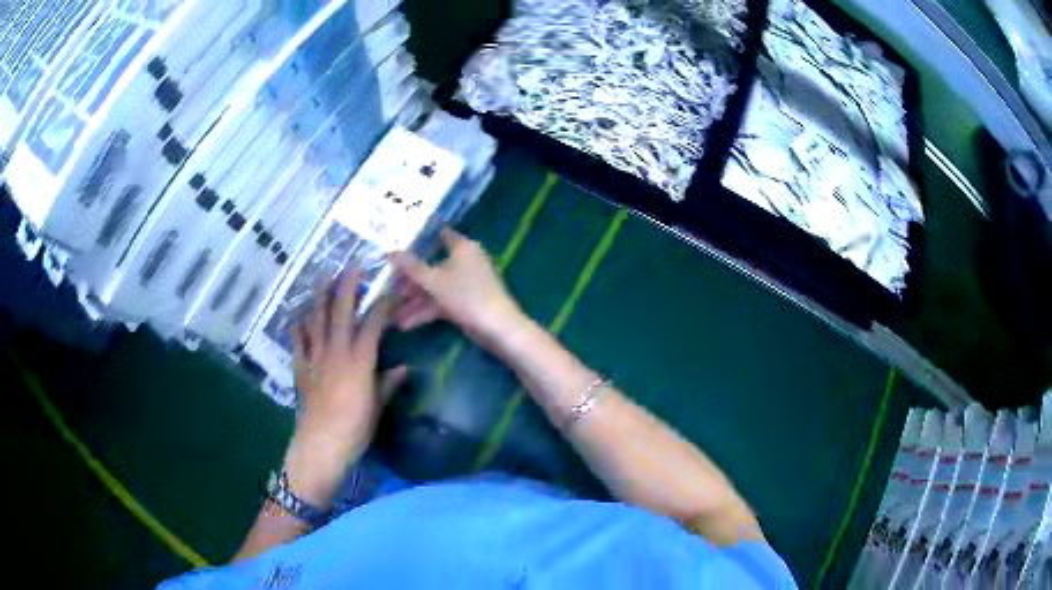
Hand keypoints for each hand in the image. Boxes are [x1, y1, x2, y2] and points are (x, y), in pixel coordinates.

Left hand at [285, 269, 404, 505]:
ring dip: (320, 297)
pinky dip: (298, 327)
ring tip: (323, 279)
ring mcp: (315, 358)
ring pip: (316, 320)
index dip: (382, 304)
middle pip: (341, 312)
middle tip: (351, 265)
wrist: (321, 444)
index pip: (372, 323)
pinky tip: (298, 316)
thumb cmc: (355, 428)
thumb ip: (389, 384)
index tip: (389, 290)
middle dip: (347, 286)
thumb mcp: (378, 407)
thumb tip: (404, 368)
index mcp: (360, 360)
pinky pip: (298, 342)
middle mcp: (337, 351)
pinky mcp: (301, 368)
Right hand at [391, 228, 526, 346]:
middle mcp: (464, 261)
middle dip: (410, 279)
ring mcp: (465, 283)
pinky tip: (405, 324)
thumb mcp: (434, 281)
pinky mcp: (465, 303)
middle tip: (388, 287)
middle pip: (432, 266)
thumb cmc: (466, 295)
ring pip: (434, 288)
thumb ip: (411, 267)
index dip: (419, 238)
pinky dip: (425, 312)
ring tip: (392, 314)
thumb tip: (389, 252)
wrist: (497, 327)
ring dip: (414, 300)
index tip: (397, 242)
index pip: (439, 234)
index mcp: (462, 247)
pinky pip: (440, 303)